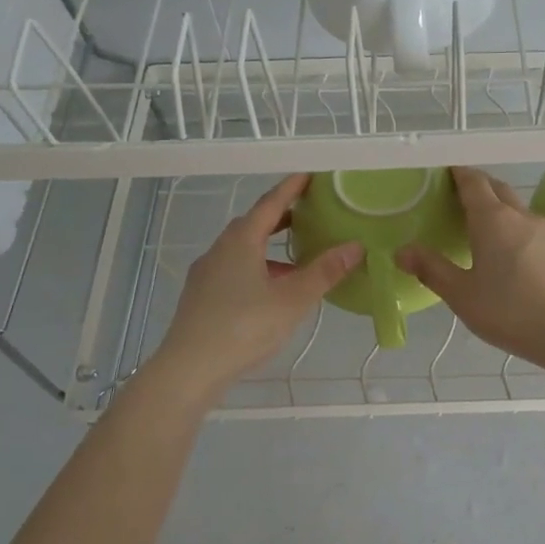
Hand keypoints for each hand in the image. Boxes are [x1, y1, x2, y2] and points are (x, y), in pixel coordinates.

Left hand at [149, 174, 360, 399]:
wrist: (189, 369)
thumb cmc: (244, 327)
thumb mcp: (292, 300)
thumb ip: (324, 272)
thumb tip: (356, 246)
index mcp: (240, 242)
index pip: (270, 204)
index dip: (291, 188)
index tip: (309, 174)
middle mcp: (220, 250)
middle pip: (253, 224)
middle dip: (281, 216)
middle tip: (308, 212)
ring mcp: (206, 274)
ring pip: (242, 249)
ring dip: (269, 246)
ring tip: (297, 257)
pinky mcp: (201, 296)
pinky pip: (234, 269)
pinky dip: (257, 267)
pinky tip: (272, 290)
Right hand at [397, 167, 544, 370]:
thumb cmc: (510, 310)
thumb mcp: (462, 294)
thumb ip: (431, 269)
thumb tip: (402, 251)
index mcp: (493, 218)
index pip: (473, 182)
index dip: (457, 174)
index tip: (442, 173)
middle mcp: (520, 215)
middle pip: (497, 188)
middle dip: (477, 186)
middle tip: (455, 198)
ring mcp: (544, 231)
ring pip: (516, 207)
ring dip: (496, 206)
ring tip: (477, 224)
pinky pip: (528, 226)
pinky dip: (511, 226)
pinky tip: (505, 250)